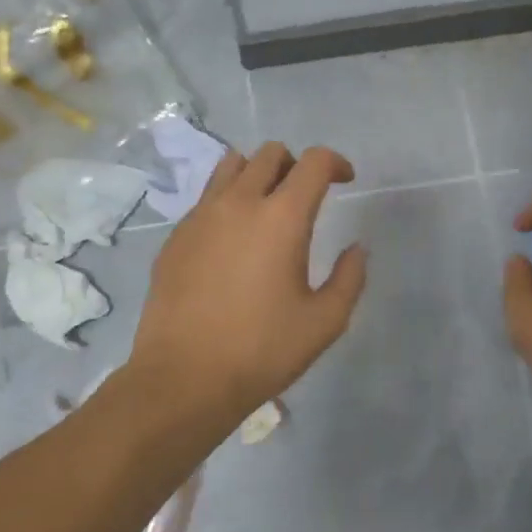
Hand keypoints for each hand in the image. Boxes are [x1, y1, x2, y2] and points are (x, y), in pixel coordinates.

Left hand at [131, 142, 367, 427]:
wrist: (184, 378)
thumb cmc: (262, 351)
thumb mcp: (325, 322)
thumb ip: (349, 278)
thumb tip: (355, 249)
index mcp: (281, 218)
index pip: (314, 162)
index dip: (336, 162)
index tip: (345, 180)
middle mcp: (238, 204)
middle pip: (270, 153)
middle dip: (296, 165)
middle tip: (307, 197)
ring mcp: (200, 217)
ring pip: (231, 166)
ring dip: (257, 174)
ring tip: (266, 208)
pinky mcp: (175, 237)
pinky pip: (206, 198)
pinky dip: (227, 202)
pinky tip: (233, 242)